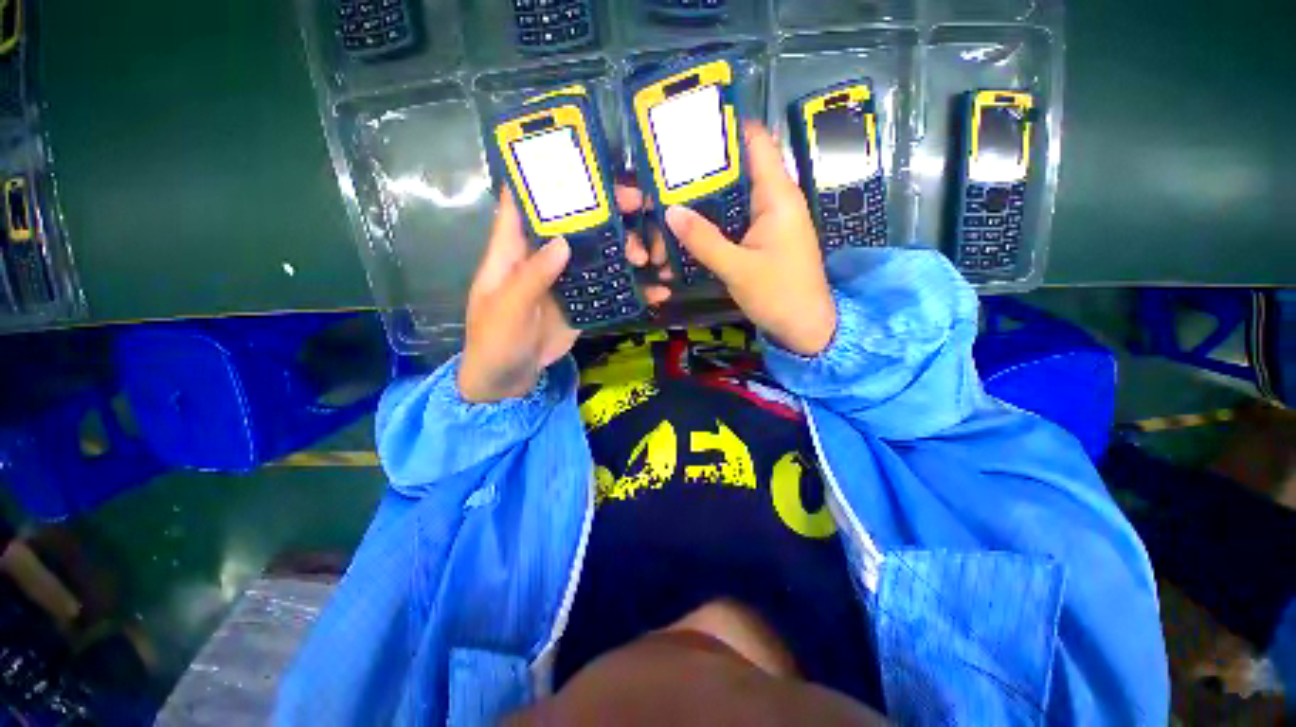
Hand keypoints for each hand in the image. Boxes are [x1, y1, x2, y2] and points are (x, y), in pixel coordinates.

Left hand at [458, 187, 670, 402]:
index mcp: (513, 251)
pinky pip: (607, 289)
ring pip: (596, 254)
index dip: (546, 178)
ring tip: (647, 256)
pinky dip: (629, 289)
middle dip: (604, 211)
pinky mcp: (581, 303)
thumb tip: (563, 241)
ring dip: (623, 250)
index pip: (525, 202)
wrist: (508, 381)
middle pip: (573, 223)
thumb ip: (532, 276)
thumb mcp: (506, 309)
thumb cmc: (494, 341)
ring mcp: (564, 280)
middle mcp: (541, 257)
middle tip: (639, 206)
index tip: (582, 163)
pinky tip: (654, 290)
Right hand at [665, 123, 835, 355]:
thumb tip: (670, 211)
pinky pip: (736, 218)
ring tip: (671, 191)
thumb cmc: (779, 294)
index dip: (727, 127)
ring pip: (735, 195)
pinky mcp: (763, 239)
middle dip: (706, 166)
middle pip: (740, 167)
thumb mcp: (737, 268)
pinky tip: (691, 223)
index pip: (756, 142)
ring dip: (707, 195)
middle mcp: (775, 201)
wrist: (805, 328)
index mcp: (777, 196)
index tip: (690, 124)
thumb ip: (703, 239)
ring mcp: (770, 221)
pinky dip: (714, 218)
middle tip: (668, 165)